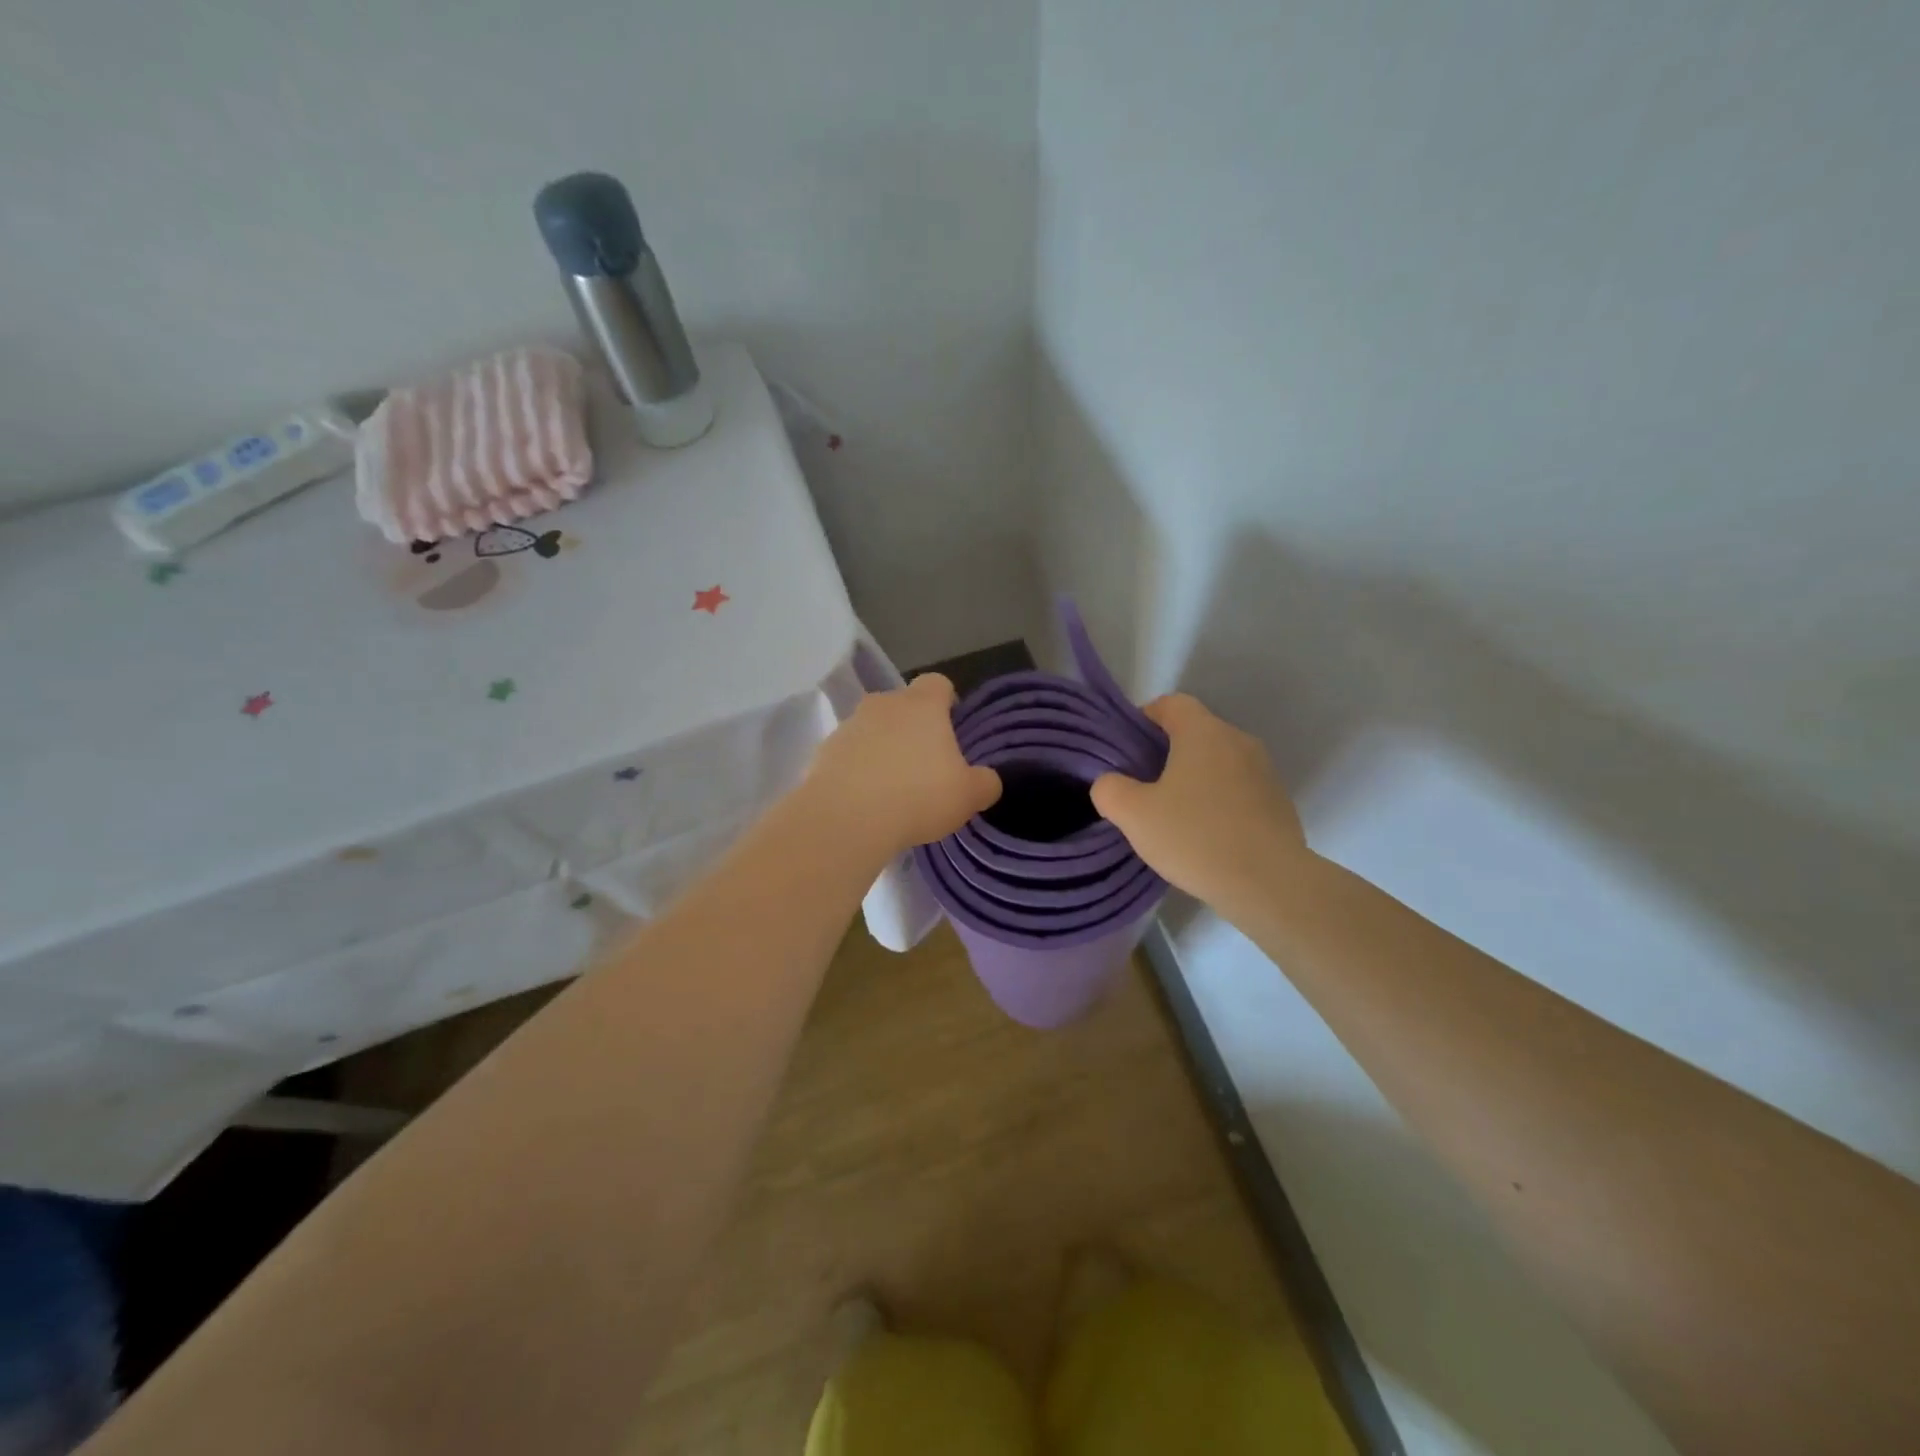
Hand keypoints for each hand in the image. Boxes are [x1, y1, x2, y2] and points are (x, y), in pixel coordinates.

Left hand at [806, 673, 1001, 856]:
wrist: (846, 819)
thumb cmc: (918, 796)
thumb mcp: (968, 796)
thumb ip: (984, 783)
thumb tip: (987, 780)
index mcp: (922, 705)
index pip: (937, 684)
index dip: (946, 702)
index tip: (951, 729)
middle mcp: (883, 705)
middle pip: (901, 706)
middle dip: (912, 728)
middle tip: (924, 766)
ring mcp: (848, 726)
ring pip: (871, 730)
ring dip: (881, 750)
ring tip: (892, 789)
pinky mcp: (822, 753)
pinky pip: (847, 756)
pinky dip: (856, 771)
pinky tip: (865, 802)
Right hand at [1090, 694, 1309, 911]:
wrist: (1270, 884)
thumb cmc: (1196, 837)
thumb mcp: (1133, 815)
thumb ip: (1110, 789)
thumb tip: (1110, 782)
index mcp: (1204, 732)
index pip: (1171, 703)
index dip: (1144, 720)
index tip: (1127, 752)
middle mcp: (1238, 741)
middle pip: (1195, 732)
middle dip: (1166, 754)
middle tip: (1143, 788)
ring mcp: (1264, 772)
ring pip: (1218, 762)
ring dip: (1194, 780)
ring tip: (1174, 816)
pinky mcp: (1278, 802)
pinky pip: (1238, 789)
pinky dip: (1218, 802)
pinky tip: (1206, 835)